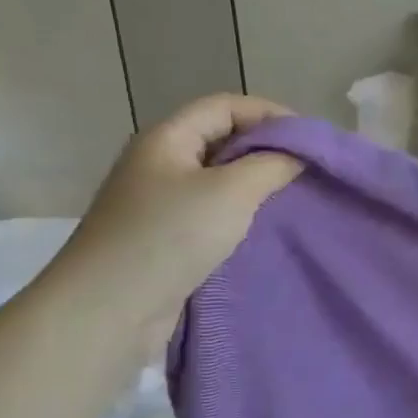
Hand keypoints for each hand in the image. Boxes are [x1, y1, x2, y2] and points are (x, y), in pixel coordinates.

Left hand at [46, 94, 302, 350]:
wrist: (107, 312)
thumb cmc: (169, 237)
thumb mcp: (232, 192)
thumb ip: (271, 165)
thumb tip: (297, 154)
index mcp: (167, 138)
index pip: (225, 105)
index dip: (270, 114)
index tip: (310, 139)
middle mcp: (160, 163)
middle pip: (222, 138)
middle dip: (266, 148)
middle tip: (308, 168)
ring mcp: (159, 202)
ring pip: (218, 178)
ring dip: (255, 184)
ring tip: (293, 197)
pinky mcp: (164, 238)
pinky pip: (211, 212)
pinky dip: (240, 214)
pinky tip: (264, 228)